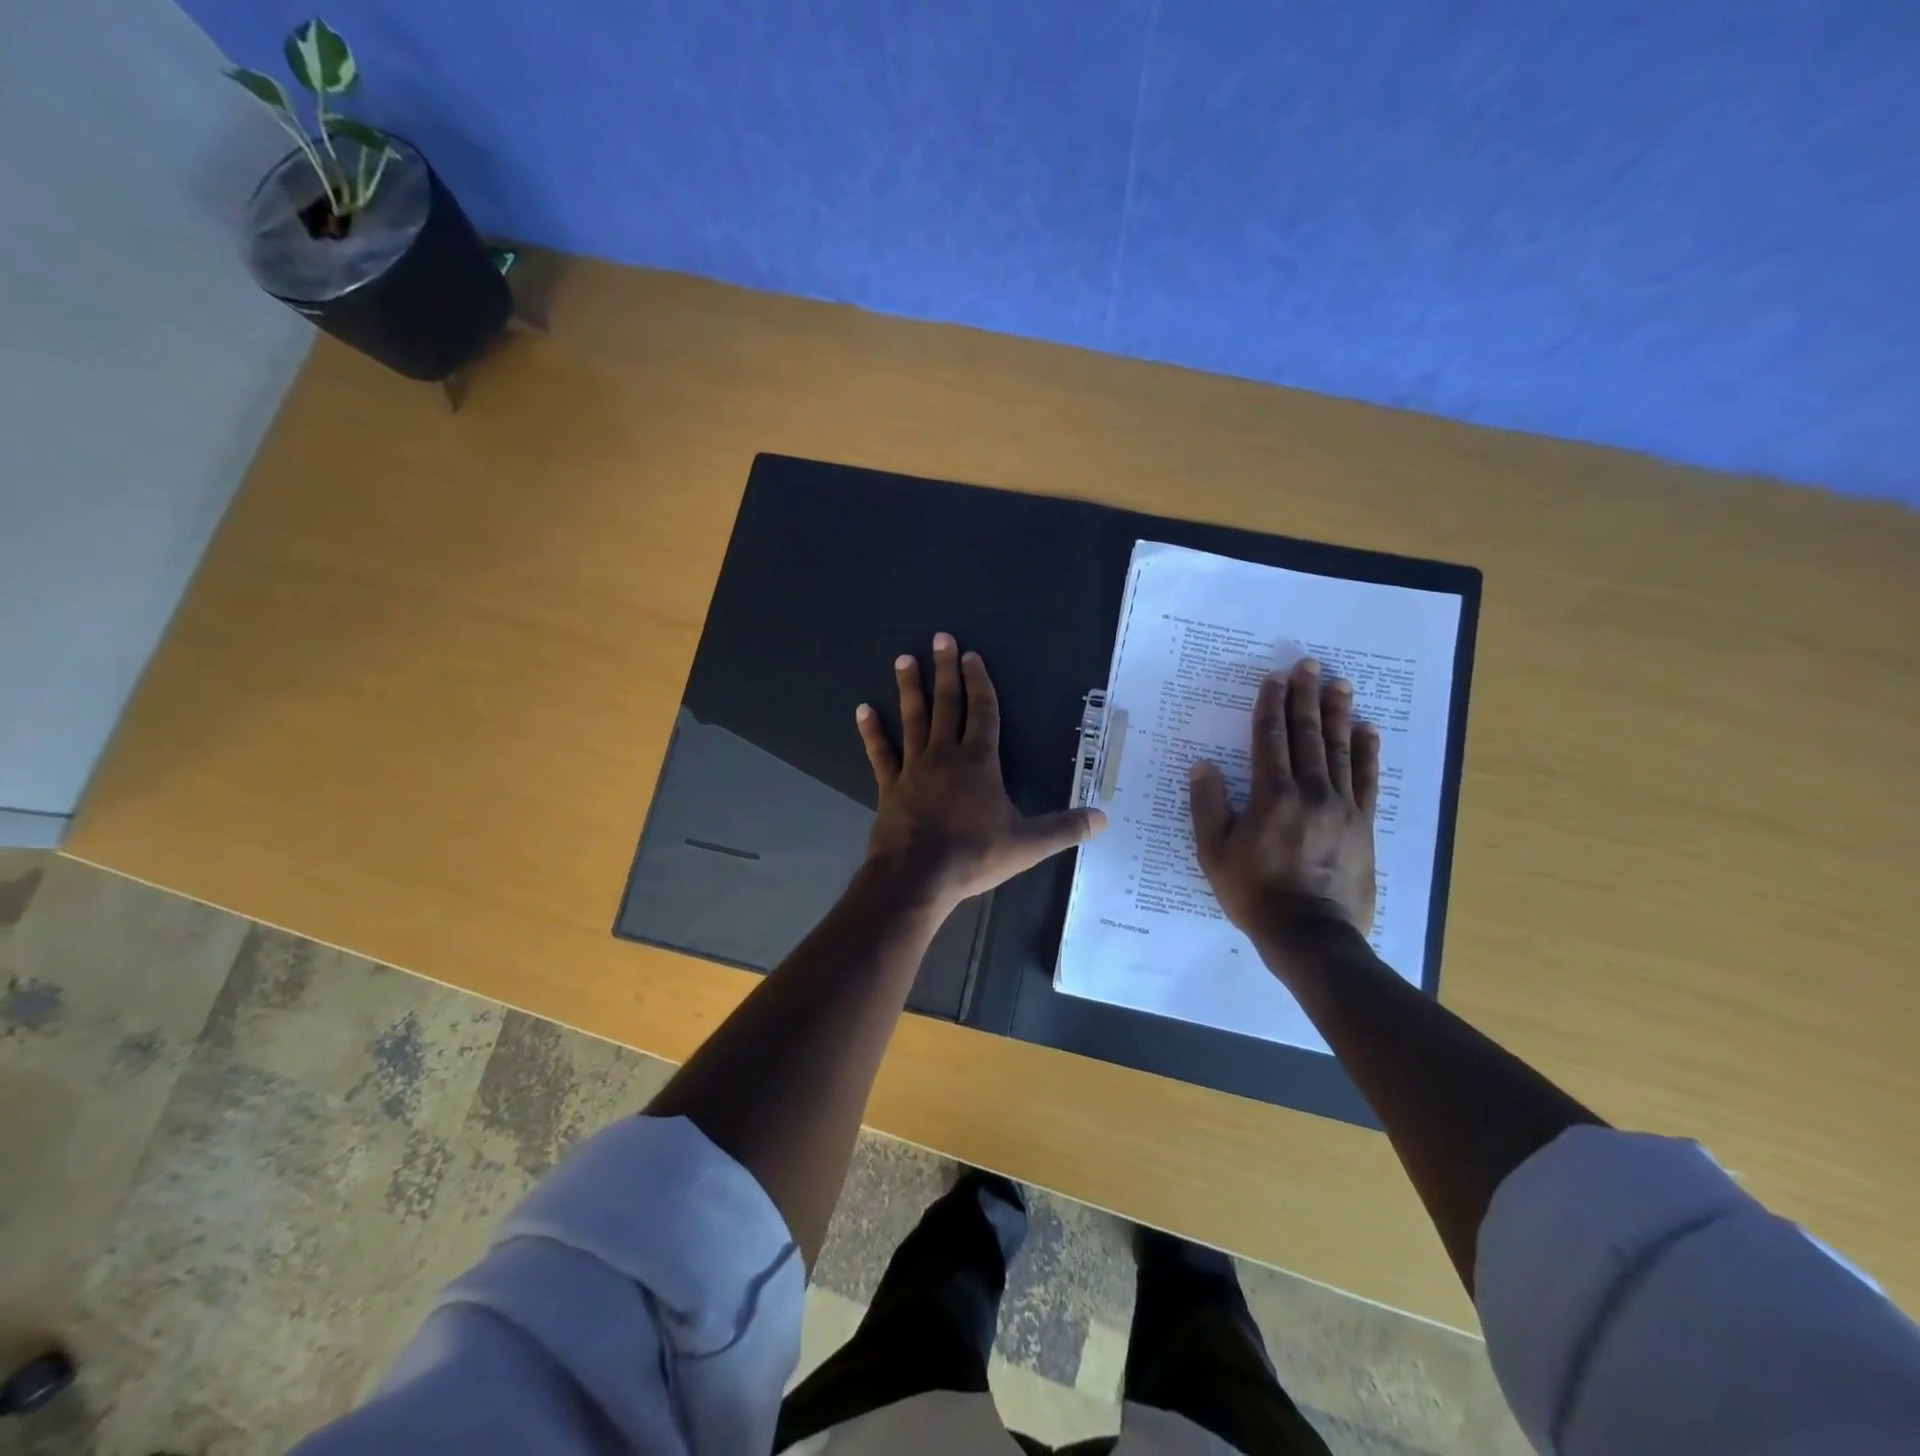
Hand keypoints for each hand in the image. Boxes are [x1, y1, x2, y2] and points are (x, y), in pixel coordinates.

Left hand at [857, 633, 1106, 912]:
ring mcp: (914, 768)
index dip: (979, 683)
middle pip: (947, 705)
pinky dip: (872, 731)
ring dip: (909, 688)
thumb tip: (1103, 820)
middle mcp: (945, 755)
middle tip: (939, 638)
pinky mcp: (890, 786)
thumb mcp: (1027, 844)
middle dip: (945, 671)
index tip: (972, 656)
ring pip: (913, 719)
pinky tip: (862, 710)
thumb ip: (1064, 828)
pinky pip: (880, 753)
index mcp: (979, 762)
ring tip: (903, 658)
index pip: (983, 713)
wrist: (918, 876)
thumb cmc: (973, 855)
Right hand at [1188, 659, 1378, 951]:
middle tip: (1310, 665)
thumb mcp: (1214, 853)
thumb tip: (1203, 766)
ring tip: (1339, 684)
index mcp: (1272, 796)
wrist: (1311, 935)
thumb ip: (1207, 806)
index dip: (1271, 706)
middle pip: (1308, 735)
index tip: (1275, 678)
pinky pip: (1367, 780)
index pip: (1270, 739)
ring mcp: (1342, 807)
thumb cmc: (1254, 893)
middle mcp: (1311, 792)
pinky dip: (1368, 752)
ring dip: (1338, 714)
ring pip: (1340, 750)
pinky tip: (1368, 730)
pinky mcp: (1363, 825)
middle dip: (1306, 697)